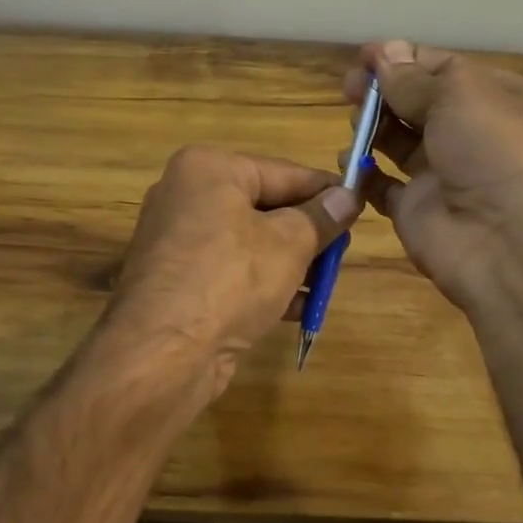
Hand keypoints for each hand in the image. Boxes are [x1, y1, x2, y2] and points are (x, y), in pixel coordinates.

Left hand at [107, 146, 361, 401]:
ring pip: (249, 243)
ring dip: (290, 263)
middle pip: (263, 207)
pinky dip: (263, 284)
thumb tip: (348, 197)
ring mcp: (176, 241)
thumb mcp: (289, 244)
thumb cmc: (231, 278)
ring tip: (327, 282)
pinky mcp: (177, 282)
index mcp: (207, 169)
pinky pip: (230, 272)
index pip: (282, 171)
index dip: (325, 190)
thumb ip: (321, 218)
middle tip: (343, 249)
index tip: (360, 204)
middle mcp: (185, 196)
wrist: (162, 353)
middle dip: (306, 232)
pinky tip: (299, 308)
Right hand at [344, 40, 522, 315]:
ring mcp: (443, 173)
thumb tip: (384, 53)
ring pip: (398, 141)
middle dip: (382, 91)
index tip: (363, 56)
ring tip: (354, 120)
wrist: (510, 244)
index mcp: (495, 98)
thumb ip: (413, 78)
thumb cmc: (494, 152)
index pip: (442, 68)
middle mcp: (471, 133)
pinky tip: (346, 161)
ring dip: (372, 126)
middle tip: (348, 87)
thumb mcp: (459, 96)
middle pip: (416, 102)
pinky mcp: (416, 209)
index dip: (402, 59)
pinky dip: (362, 173)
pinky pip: (382, 186)